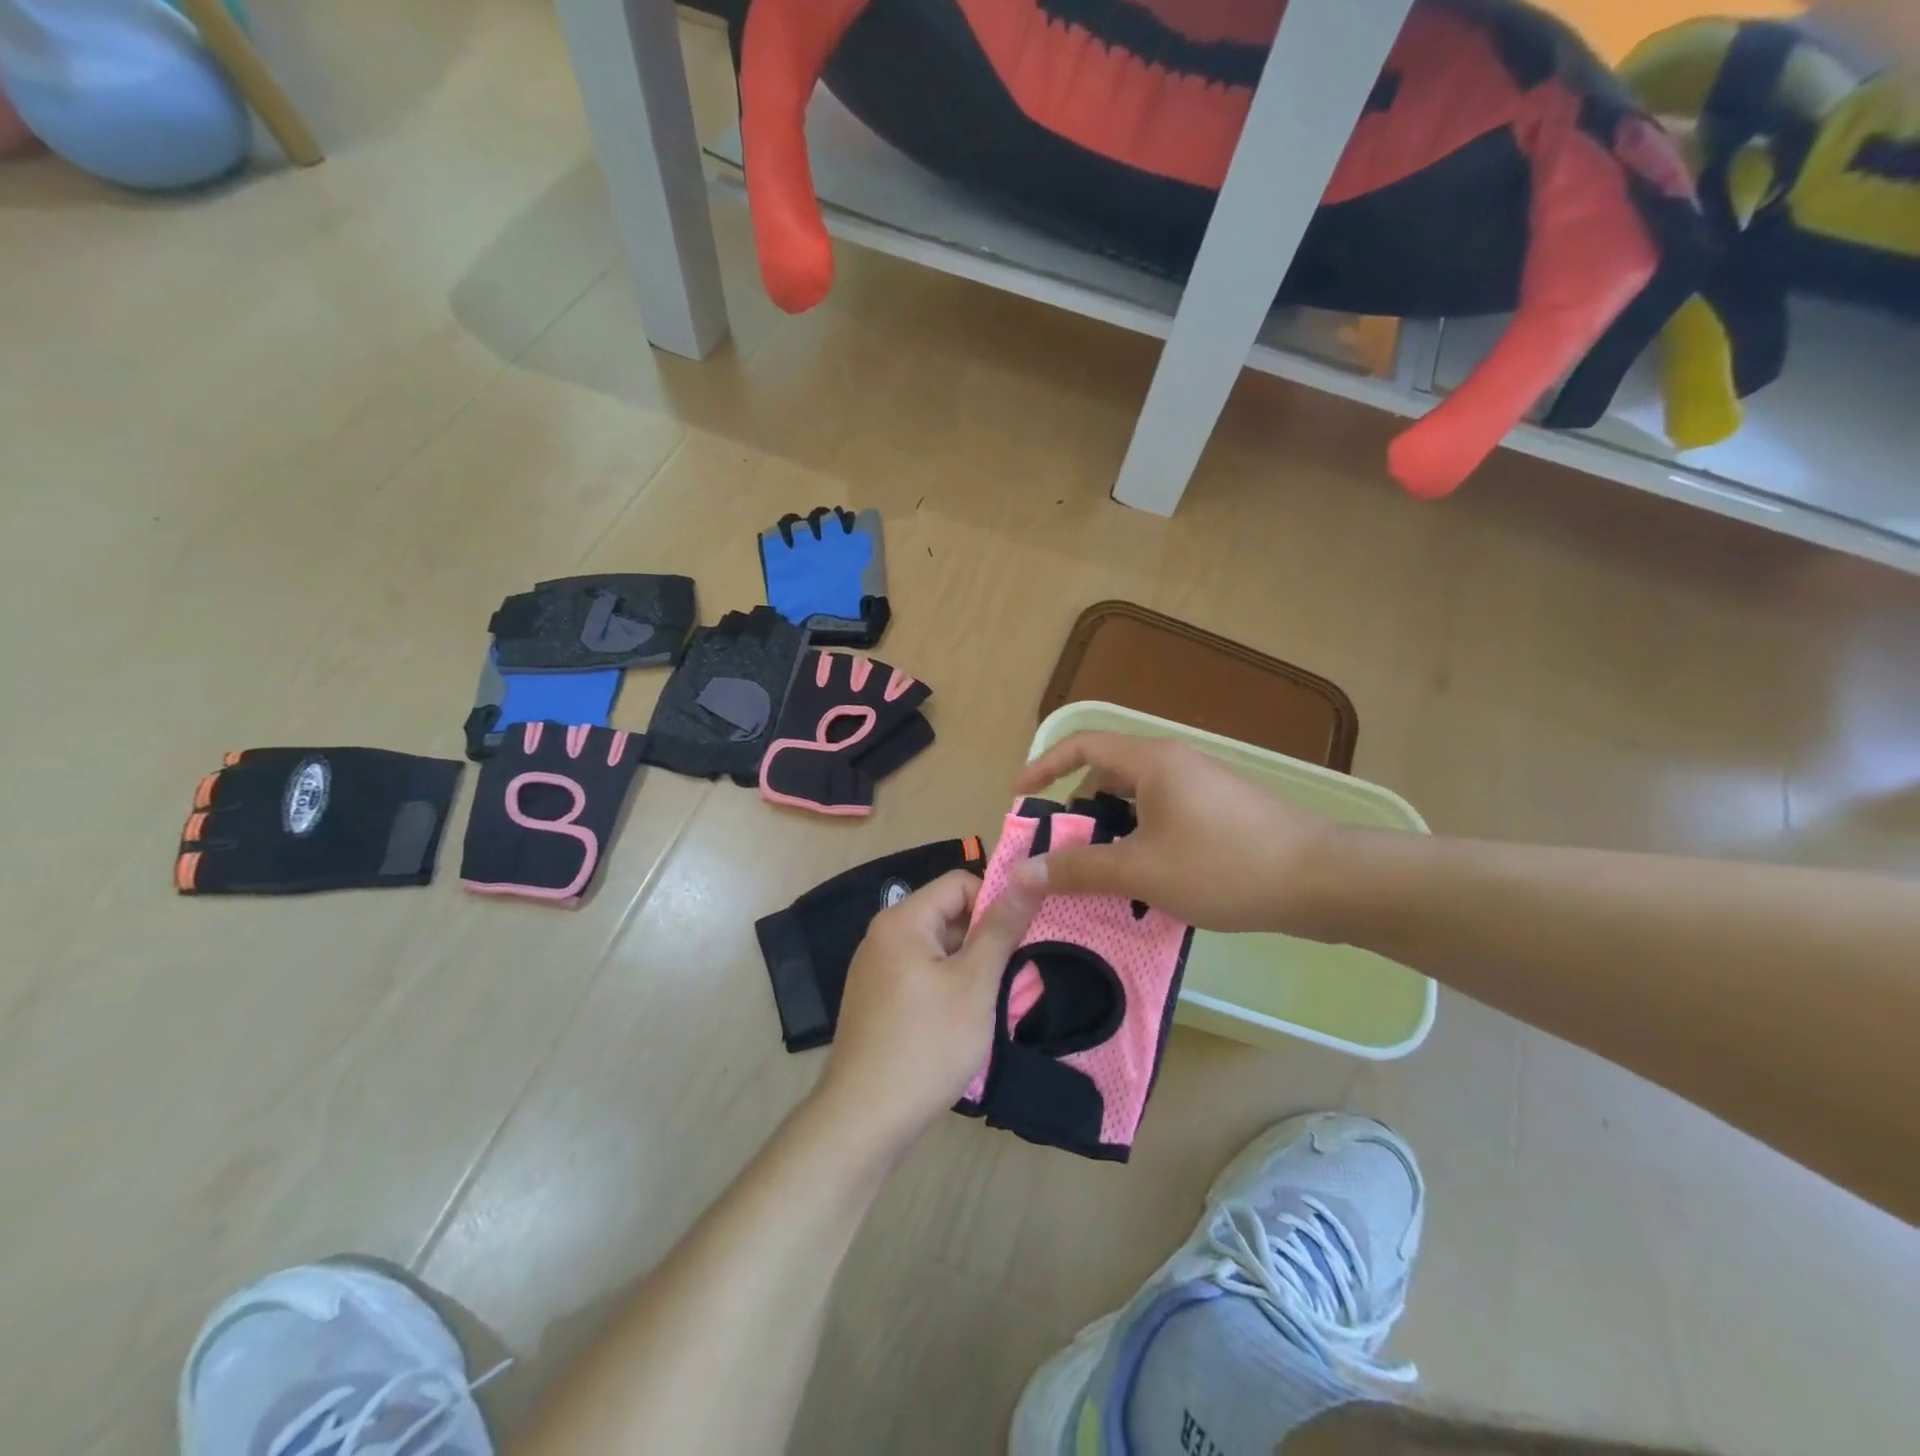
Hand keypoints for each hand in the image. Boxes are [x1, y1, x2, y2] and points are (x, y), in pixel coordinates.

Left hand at [815, 869, 1039, 1157]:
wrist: (863, 1120)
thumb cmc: (926, 1045)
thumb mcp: (974, 984)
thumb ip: (1001, 928)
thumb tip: (1028, 876)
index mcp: (902, 920)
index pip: (959, 883)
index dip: (995, 902)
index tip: (1021, 938)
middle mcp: (883, 936)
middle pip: (947, 915)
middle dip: (984, 939)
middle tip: (1014, 976)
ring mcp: (876, 970)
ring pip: (937, 949)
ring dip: (969, 967)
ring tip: (992, 1003)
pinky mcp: (877, 1000)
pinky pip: (921, 975)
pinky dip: (948, 987)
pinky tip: (963, 1022)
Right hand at [1012, 731, 1343, 936]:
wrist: (1323, 882)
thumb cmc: (1224, 866)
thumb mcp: (1141, 872)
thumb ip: (1078, 869)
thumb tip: (1021, 873)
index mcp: (1152, 761)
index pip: (1082, 745)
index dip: (1045, 766)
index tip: (1020, 797)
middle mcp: (1175, 763)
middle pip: (1109, 774)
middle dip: (1079, 809)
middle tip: (1061, 850)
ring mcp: (1202, 787)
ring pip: (1139, 800)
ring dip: (1112, 831)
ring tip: (1101, 872)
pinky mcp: (1222, 813)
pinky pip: (1164, 816)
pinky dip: (1142, 839)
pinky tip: (1147, 881)